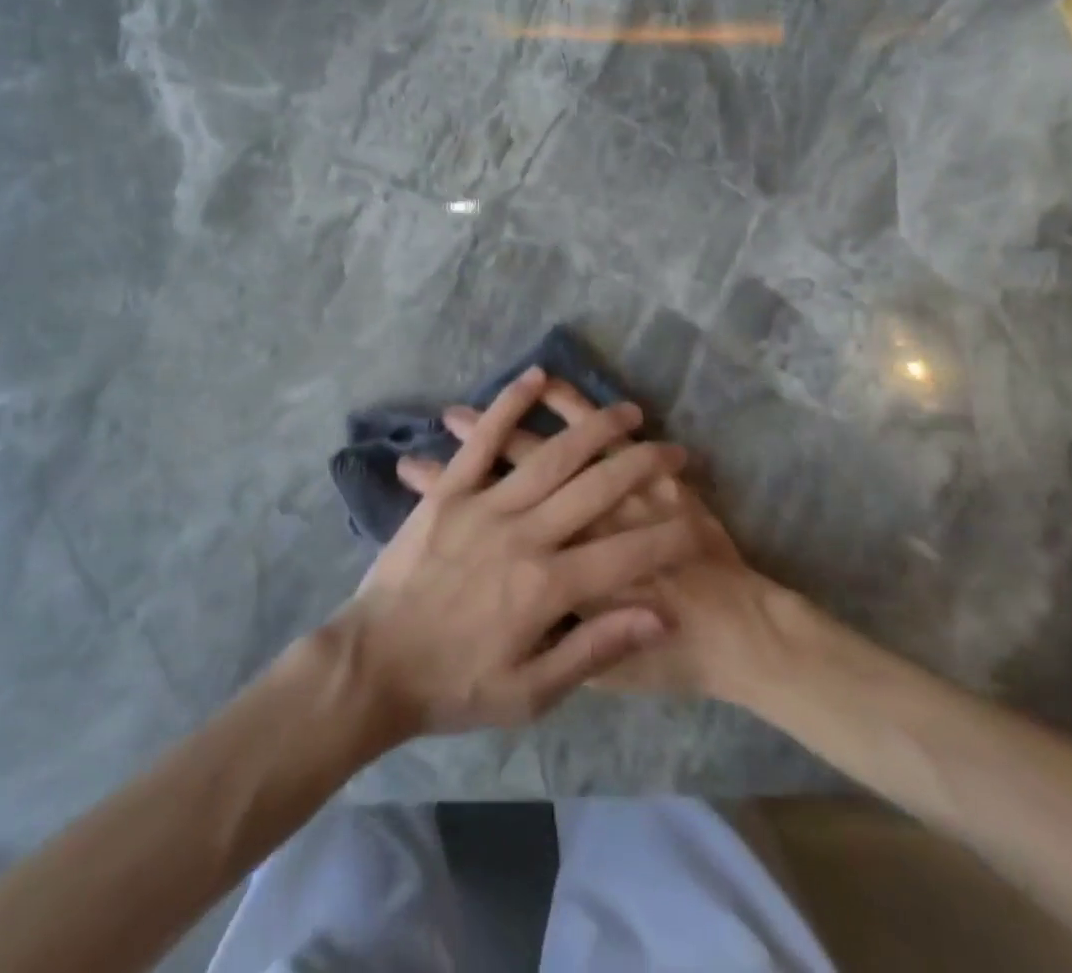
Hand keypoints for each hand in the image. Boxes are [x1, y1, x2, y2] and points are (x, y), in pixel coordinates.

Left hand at [333, 366, 708, 739]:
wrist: (373, 666)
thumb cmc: (454, 687)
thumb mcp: (530, 693)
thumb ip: (594, 649)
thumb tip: (658, 618)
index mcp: (548, 587)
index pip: (627, 555)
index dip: (668, 540)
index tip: (698, 527)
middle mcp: (524, 535)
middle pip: (596, 489)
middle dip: (641, 464)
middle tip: (671, 448)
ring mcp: (485, 506)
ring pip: (550, 456)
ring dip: (593, 429)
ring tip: (627, 410)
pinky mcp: (450, 492)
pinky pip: (485, 442)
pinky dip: (510, 406)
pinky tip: (536, 378)